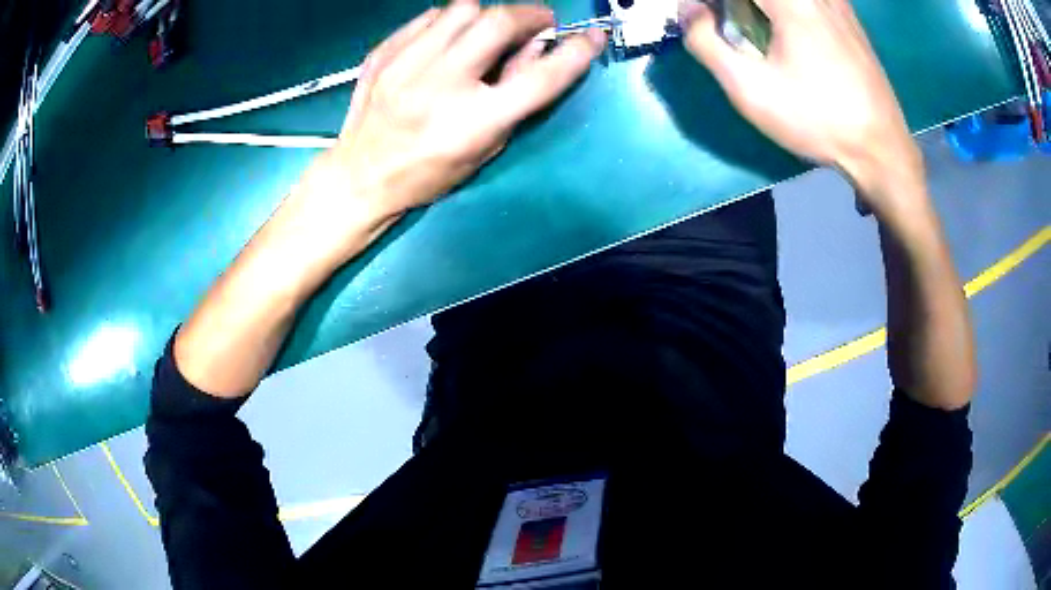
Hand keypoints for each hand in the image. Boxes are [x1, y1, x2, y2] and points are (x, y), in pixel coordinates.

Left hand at [317, 2, 603, 217]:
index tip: (591, 37)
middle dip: (530, 14)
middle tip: (539, 22)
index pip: (540, 78)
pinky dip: (450, 21)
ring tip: (488, 32)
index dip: (575, 53)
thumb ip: (516, 97)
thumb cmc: (428, 173)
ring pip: (463, 8)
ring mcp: (404, 66)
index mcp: (472, 123)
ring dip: (488, 15)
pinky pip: (429, 17)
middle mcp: (439, 86)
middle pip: (499, 22)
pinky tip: (449, 39)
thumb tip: (539, 48)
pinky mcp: (382, 54)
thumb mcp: (484, 147)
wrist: (359, 176)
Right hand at [680, 0, 925, 218]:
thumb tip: (687, 8)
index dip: (714, 4)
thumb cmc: (817, 119)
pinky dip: (788, 12)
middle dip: (739, 8)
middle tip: (727, 27)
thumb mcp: (751, 90)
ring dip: (761, 10)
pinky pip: (810, 3)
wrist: (881, 148)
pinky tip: (791, 35)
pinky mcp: (850, 17)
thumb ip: (706, 43)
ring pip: (788, 1)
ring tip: (759, 34)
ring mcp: (837, 2)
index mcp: (791, 2)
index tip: (704, 19)